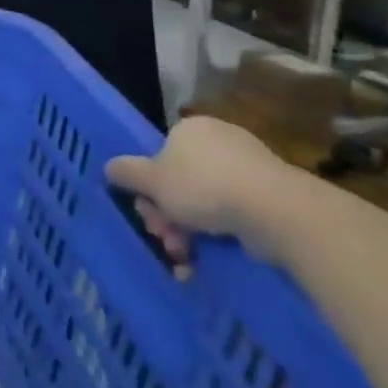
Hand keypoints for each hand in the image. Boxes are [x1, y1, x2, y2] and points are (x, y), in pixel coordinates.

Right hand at [106, 117, 300, 267]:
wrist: (276, 211)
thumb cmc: (203, 186)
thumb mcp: (150, 180)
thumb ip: (125, 172)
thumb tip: (110, 167)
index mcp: (190, 129)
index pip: (160, 154)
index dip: (148, 186)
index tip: (147, 210)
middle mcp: (221, 142)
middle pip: (180, 182)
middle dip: (167, 214)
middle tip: (164, 237)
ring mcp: (251, 169)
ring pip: (206, 203)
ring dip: (187, 231)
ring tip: (184, 256)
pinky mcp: (274, 197)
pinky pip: (235, 215)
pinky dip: (218, 236)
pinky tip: (207, 259)